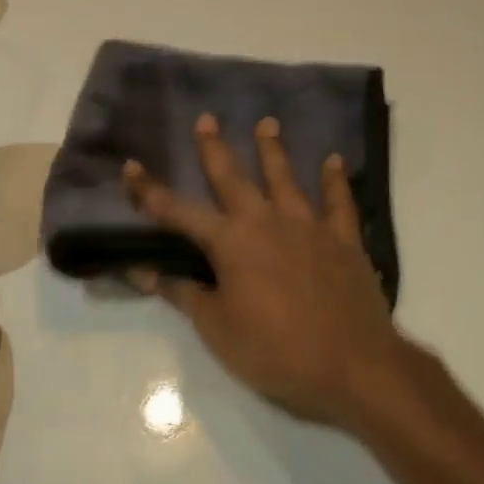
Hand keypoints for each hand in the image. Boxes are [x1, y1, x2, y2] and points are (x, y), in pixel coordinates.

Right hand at [124, 114, 409, 427]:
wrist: (352, 364)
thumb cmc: (276, 352)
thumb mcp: (218, 330)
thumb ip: (183, 294)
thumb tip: (141, 270)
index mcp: (231, 244)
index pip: (179, 212)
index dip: (151, 191)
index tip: (131, 167)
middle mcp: (267, 222)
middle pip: (234, 178)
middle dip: (215, 148)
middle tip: (207, 119)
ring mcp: (310, 226)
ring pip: (286, 178)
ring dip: (274, 150)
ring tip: (267, 123)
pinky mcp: (344, 238)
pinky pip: (340, 201)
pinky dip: (336, 179)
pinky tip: (335, 160)